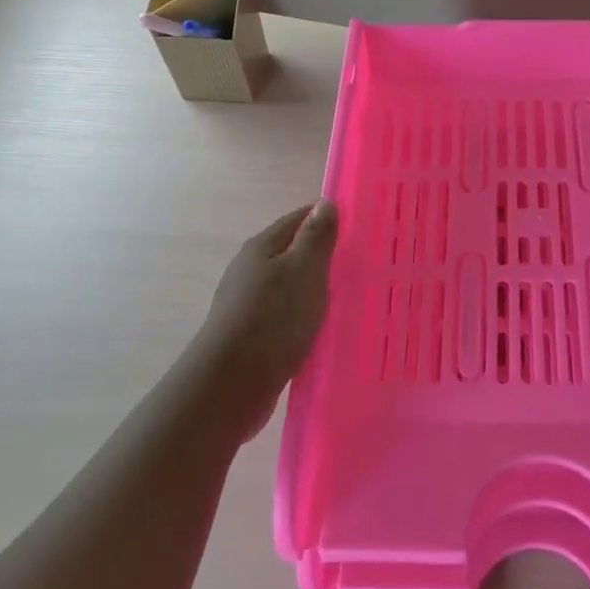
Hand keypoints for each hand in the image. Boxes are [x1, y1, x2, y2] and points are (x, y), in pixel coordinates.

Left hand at [187, 201, 337, 433]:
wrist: (230, 385)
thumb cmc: (272, 319)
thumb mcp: (303, 270)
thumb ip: (316, 237)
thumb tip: (325, 203)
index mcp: (262, 247)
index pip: (299, 219)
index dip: (328, 219)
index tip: (359, 229)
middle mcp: (250, 269)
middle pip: (292, 252)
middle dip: (323, 256)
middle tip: (359, 265)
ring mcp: (247, 303)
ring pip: (289, 286)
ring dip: (313, 289)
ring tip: (346, 299)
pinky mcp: (250, 335)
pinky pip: (284, 315)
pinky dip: (303, 316)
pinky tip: (320, 329)